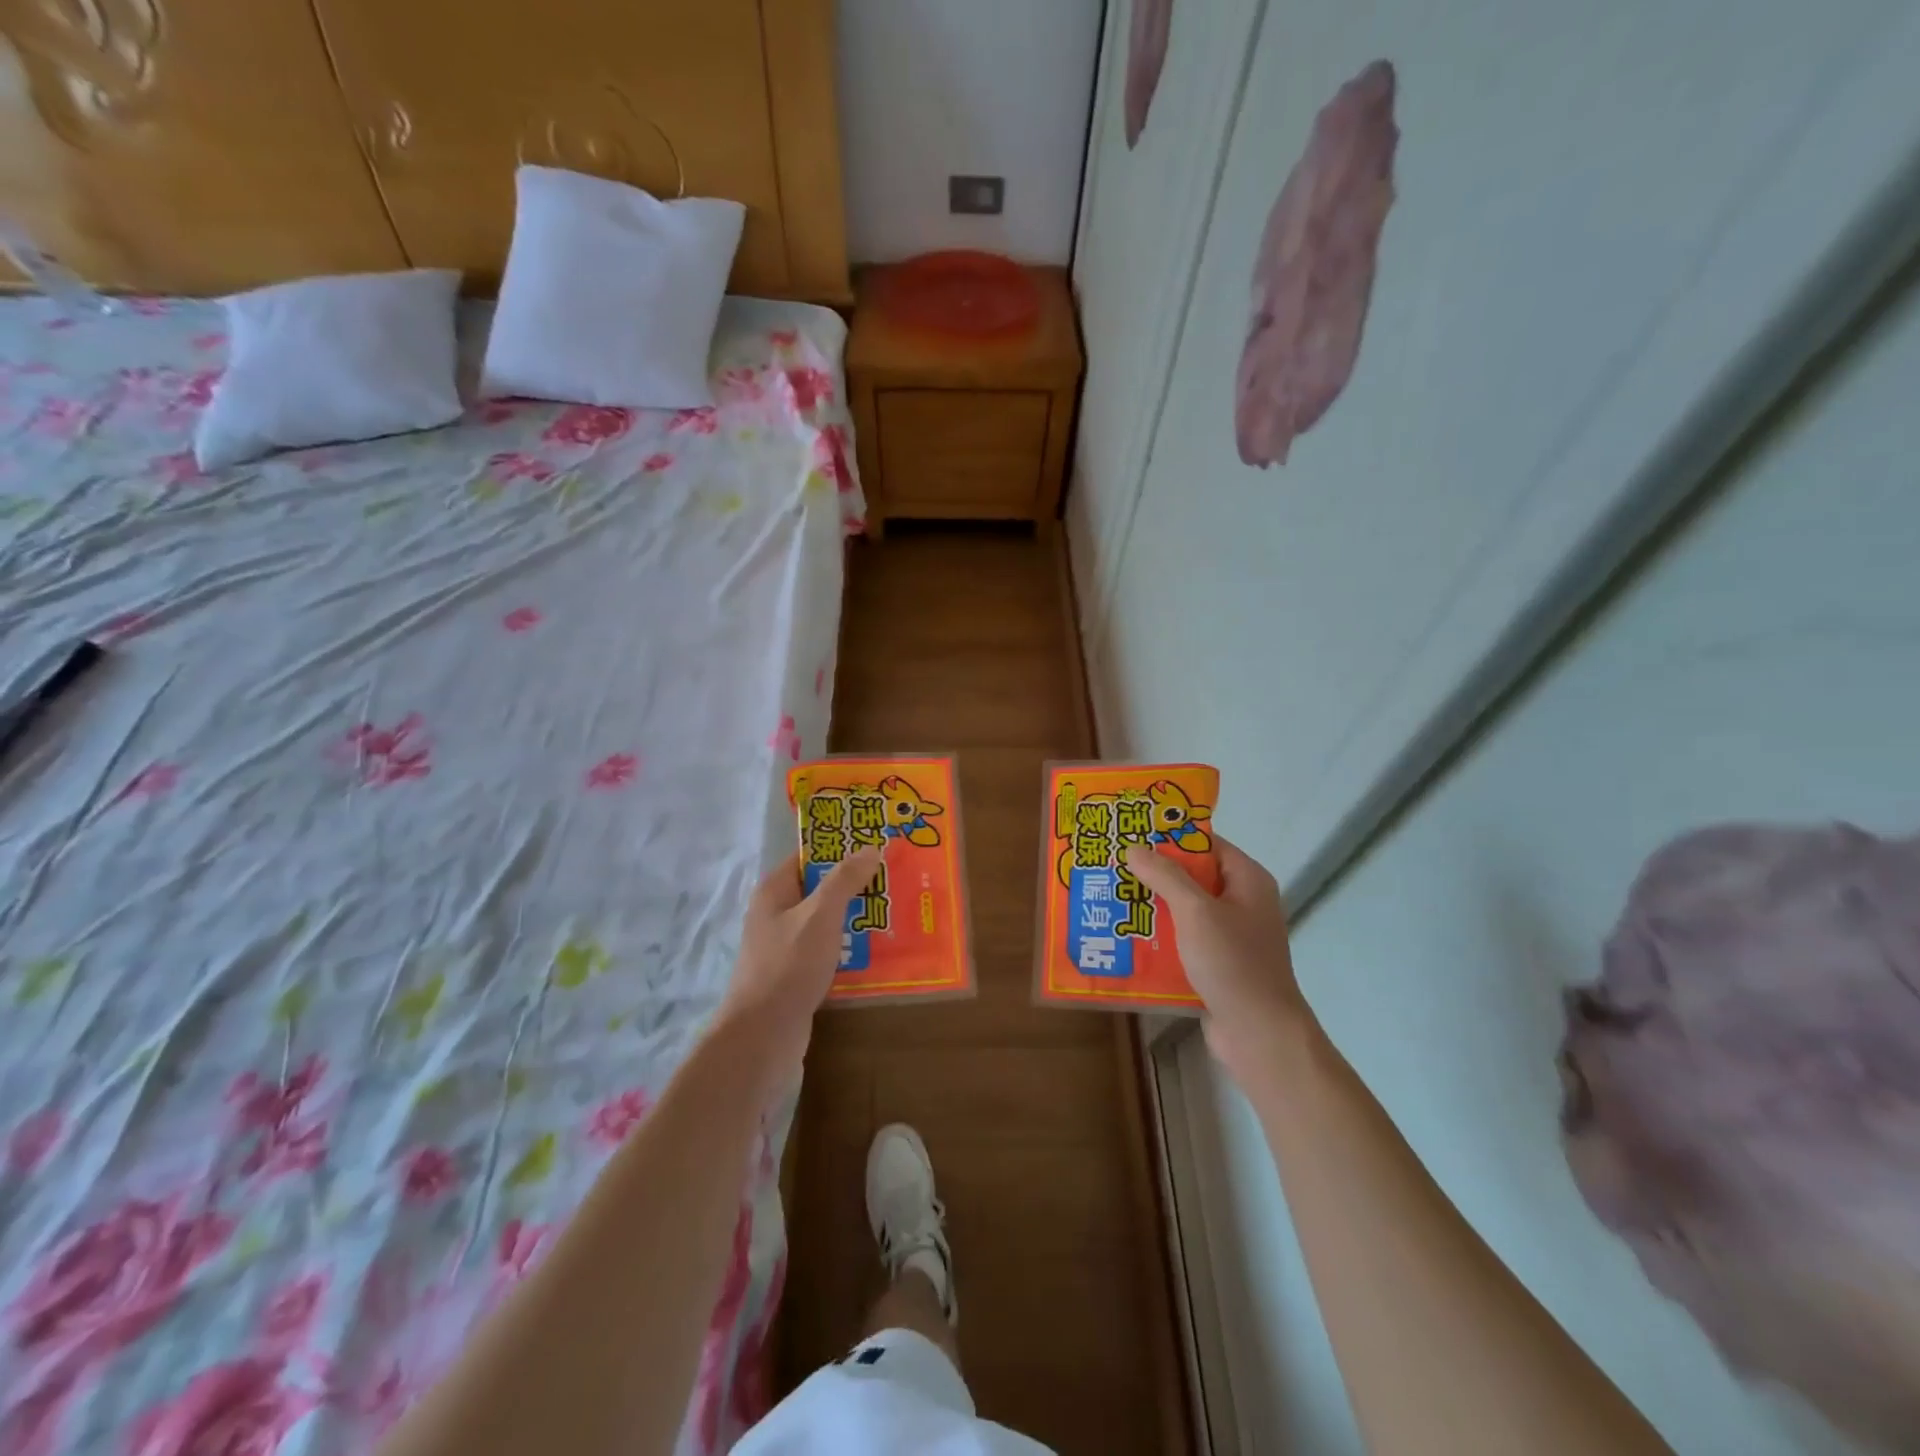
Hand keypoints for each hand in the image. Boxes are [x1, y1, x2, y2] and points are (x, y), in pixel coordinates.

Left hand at [717, 847, 883, 1089]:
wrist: (762, 1035)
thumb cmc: (789, 965)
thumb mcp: (820, 915)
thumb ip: (844, 880)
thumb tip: (870, 847)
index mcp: (775, 891)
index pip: (810, 856)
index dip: (841, 847)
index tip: (877, 843)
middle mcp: (777, 913)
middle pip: (821, 888)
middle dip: (856, 883)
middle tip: (897, 877)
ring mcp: (786, 945)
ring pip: (827, 920)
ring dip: (857, 916)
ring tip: (897, 910)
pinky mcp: (798, 973)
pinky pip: (829, 949)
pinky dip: (851, 946)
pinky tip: (880, 948)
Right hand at [1124, 835, 1314, 1085]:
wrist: (1259, 1035)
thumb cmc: (1233, 963)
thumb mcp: (1196, 911)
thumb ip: (1165, 876)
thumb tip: (1134, 847)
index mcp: (1247, 880)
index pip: (1206, 844)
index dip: (1171, 837)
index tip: (1132, 833)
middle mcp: (1242, 902)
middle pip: (1193, 876)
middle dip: (1154, 873)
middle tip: (1112, 865)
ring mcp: (1230, 936)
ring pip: (1185, 910)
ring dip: (1152, 907)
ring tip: (1110, 898)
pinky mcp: (1217, 964)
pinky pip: (1183, 940)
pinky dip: (1159, 937)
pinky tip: (1126, 938)